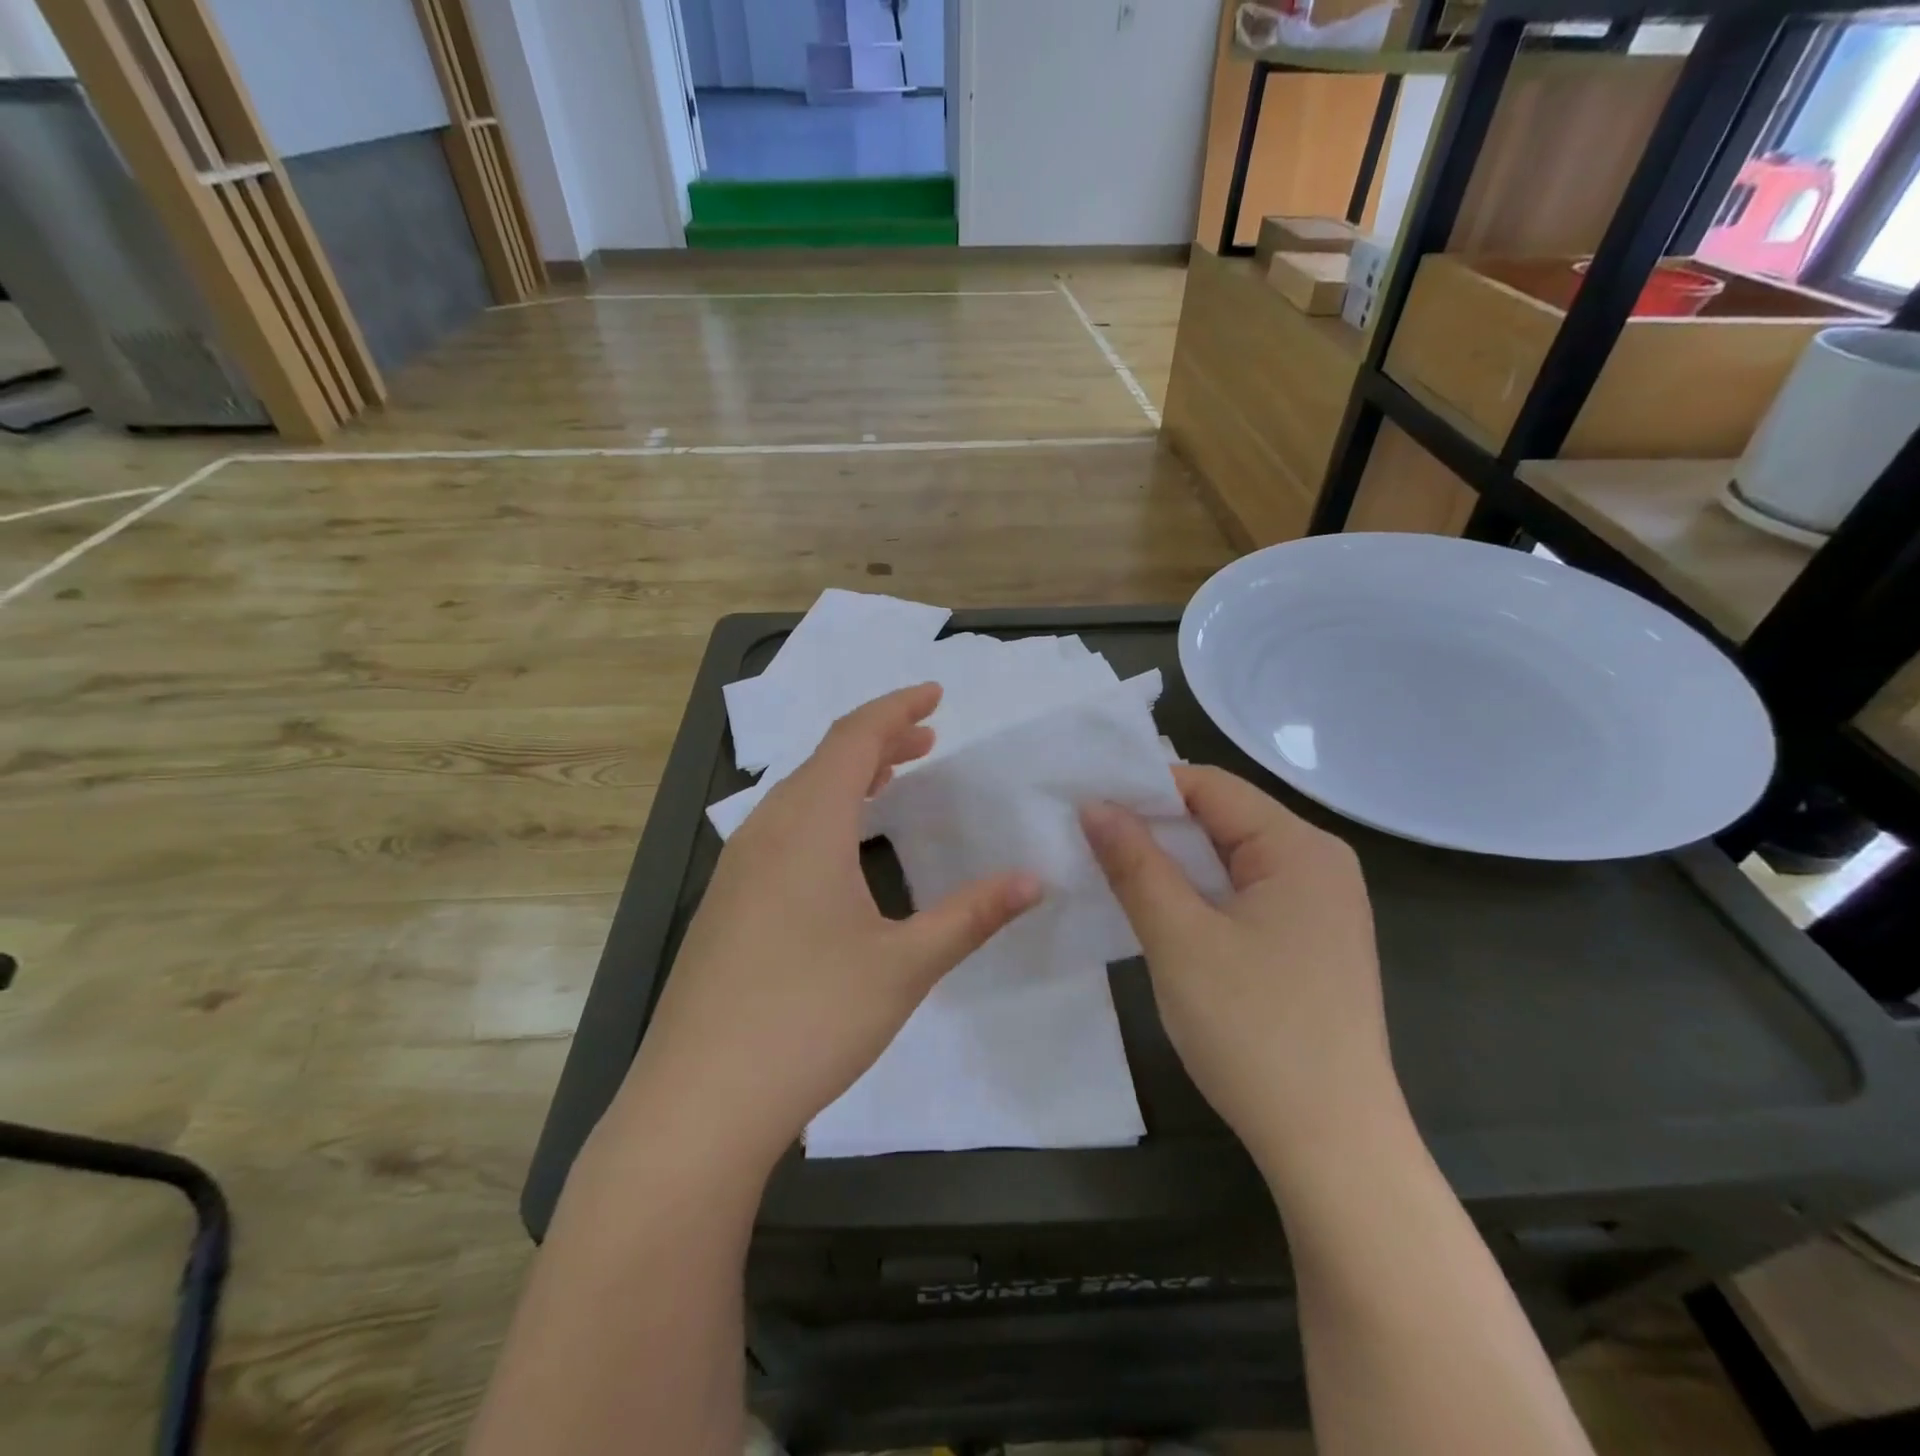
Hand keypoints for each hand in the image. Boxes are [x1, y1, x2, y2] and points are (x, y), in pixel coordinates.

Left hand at [618, 683, 1042, 1172]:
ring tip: (893, 780)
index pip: (855, 738)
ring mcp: (737, 868)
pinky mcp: (726, 904)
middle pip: (825, 759)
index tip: (936, 694)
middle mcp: (766, 831)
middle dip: (880, 740)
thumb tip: (1035, 880)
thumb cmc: (811, 1018)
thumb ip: (972, 915)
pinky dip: (822, 813)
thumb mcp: (905, 965)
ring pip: (798, 795)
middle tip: (928, 738)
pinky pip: (780, 830)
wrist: (700, 1100)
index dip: (897, 708)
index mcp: (808, 825)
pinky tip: (841, 850)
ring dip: (849, 776)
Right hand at [1081, 766, 1400, 1180]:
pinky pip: (1242, 895)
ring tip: (1108, 868)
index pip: (1210, 786)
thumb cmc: (1254, 1031)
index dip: (1144, 787)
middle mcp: (1318, 864)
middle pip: (1222, 819)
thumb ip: (1134, 864)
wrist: (1333, 1147)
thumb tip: (1094, 805)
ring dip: (1171, 862)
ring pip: (1228, 860)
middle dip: (1154, 825)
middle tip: (1085, 835)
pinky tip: (1156, 909)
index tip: (1084, 801)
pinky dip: (1196, 894)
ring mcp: (1318, 907)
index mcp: (1300, 848)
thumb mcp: (1179, 939)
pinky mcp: (1308, 943)